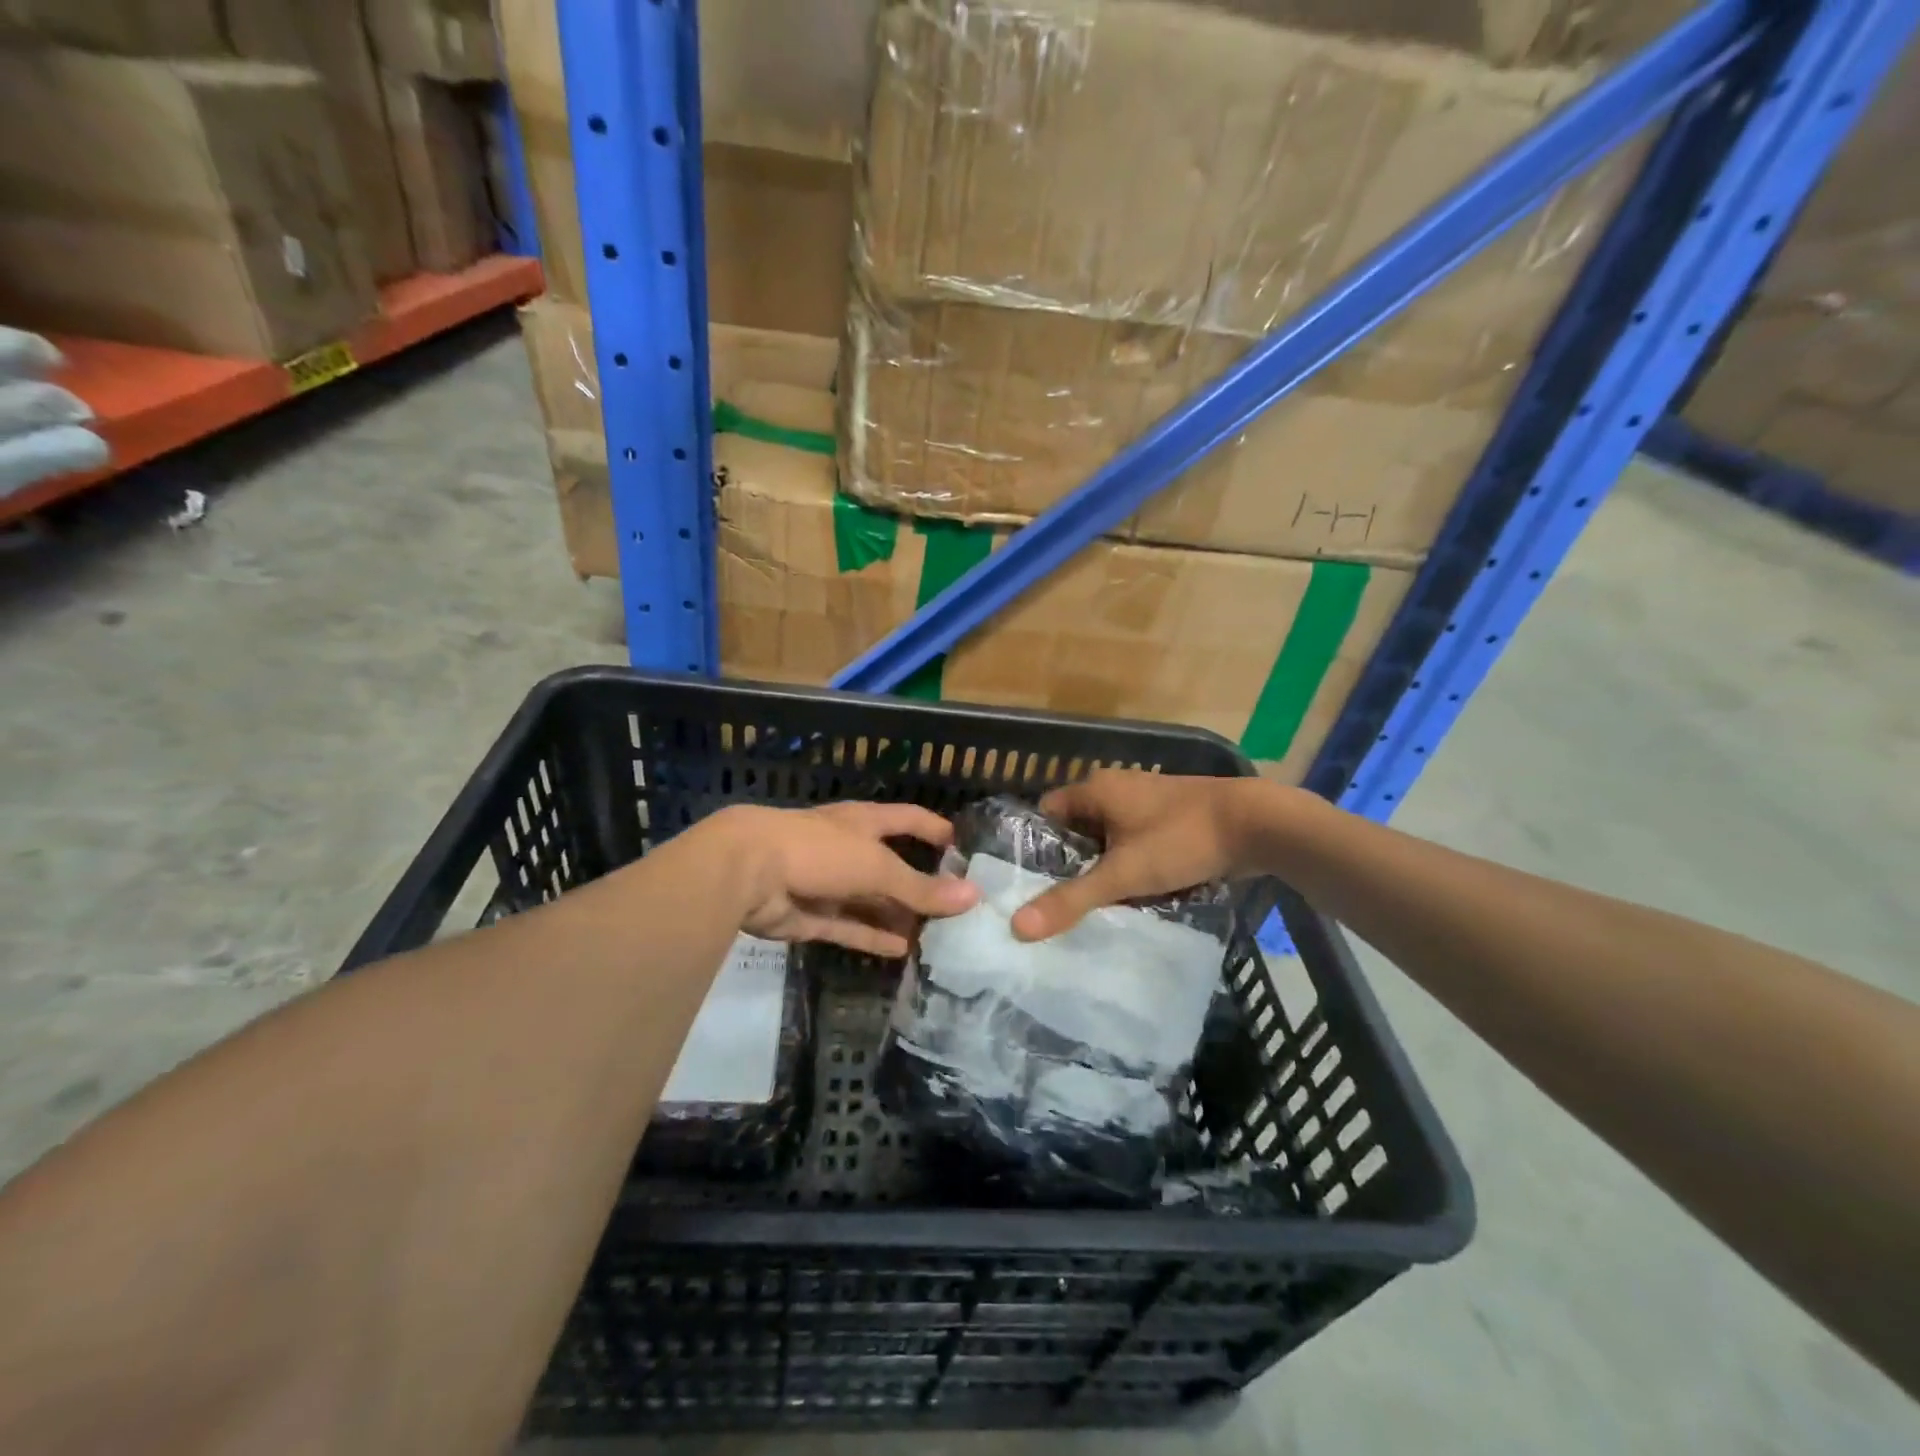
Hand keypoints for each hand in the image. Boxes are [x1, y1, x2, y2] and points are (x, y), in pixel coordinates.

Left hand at [716, 802, 978, 956]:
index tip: (962, 845)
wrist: (747, 872)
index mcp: (864, 823)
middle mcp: (848, 849)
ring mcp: (828, 883)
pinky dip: (873, 938)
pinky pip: (849, 928)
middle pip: (891, 866)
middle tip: (956, 908)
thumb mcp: (878, 866)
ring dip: (898, 916)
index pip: (909, 820)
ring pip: (871, 901)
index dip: (934, 829)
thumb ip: (921, 887)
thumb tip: (973, 896)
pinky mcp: (811, 916)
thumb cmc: (820, 851)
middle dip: (920, 884)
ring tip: (936, 936)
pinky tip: (902, 951)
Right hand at [1011, 770, 1259, 940]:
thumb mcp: (1122, 874)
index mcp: (1096, 789)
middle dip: (1071, 863)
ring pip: (1110, 837)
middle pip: (1078, 828)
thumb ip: (1071, 900)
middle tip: (1057, 901)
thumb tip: (1017, 928)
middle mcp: (1117, 787)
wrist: (1256, 823)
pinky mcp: (1172, 817)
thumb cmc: (1180, 839)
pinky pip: (1137, 841)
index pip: (1047, 812)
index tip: (1028, 882)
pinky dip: (1132, 863)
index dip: (1036, 845)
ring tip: (1092, 904)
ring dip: (1104, 866)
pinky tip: (1133, 893)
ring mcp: (1147, 801)